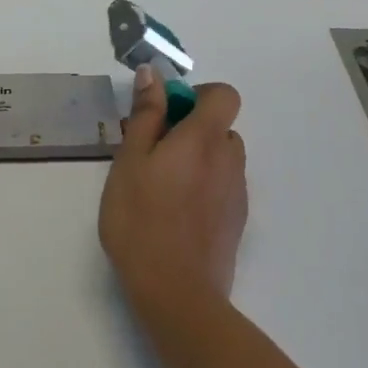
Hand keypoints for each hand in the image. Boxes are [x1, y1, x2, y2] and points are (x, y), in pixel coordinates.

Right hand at [99, 65, 247, 325]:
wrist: (176, 292)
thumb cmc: (141, 220)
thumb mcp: (130, 161)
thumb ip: (146, 115)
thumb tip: (153, 74)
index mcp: (205, 138)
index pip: (224, 94)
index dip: (198, 95)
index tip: (166, 114)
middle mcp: (230, 160)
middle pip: (221, 127)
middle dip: (191, 130)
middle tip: (152, 154)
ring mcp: (237, 192)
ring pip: (221, 159)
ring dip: (198, 160)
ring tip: (161, 188)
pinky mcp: (237, 221)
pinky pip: (223, 187)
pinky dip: (203, 187)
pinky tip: (175, 214)